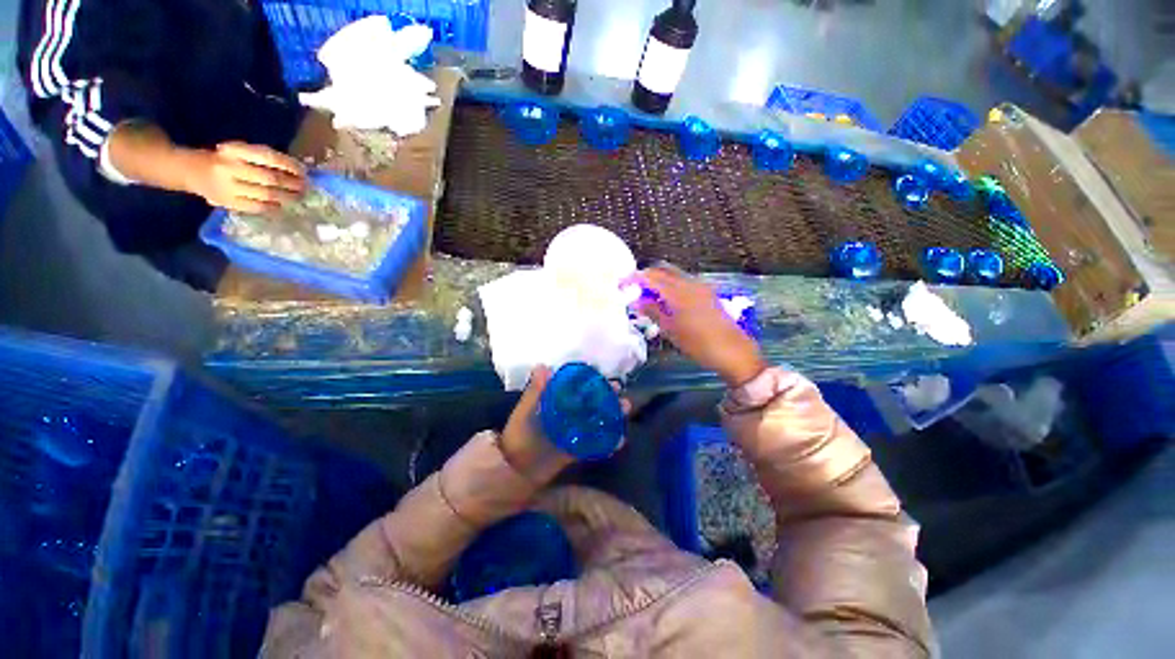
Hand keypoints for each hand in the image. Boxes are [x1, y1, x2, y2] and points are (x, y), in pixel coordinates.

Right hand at [184, 142, 305, 213]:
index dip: (290, 166)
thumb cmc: (224, 160)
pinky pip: (256, 207)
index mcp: (235, 151)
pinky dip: (273, 208)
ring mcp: (228, 186)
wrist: (190, 171)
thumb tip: (298, 171)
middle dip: (293, 184)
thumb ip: (263, 159)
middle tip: (305, 188)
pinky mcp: (228, 202)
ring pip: (267, 195)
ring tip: (298, 198)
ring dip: (287, 198)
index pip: (269, 157)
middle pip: (271, 179)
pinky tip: (281, 207)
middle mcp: (230, 167)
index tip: (303, 172)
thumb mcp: (240, 152)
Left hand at [499, 366, 632, 482]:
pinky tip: (619, 440)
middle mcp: (565, 417)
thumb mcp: (524, 413)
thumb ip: (534, 392)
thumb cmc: (517, 437)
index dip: (593, 384)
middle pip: (590, 406)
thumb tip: (544, 366)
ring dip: (610, 418)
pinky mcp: (573, 452)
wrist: (510, 471)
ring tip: (624, 413)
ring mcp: (571, 435)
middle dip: (607, 400)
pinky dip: (606, 443)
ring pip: (594, 423)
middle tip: (622, 396)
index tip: (607, 379)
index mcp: (554, 405)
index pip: (577, 390)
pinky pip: (592, 446)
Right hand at [628, 267, 766, 387]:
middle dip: (647, 276)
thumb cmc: (699, 344)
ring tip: (647, 296)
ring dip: (659, 280)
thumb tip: (636, 300)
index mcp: (679, 292)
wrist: (734, 352)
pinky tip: (666, 300)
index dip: (635, 278)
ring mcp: (701, 287)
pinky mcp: (707, 293)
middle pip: (663, 270)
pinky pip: (684, 282)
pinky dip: (671, 285)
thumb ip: (653, 311)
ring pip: (674, 275)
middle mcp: (690, 283)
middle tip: (634, 288)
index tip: (622, 284)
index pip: (652, 277)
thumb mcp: (671, 330)